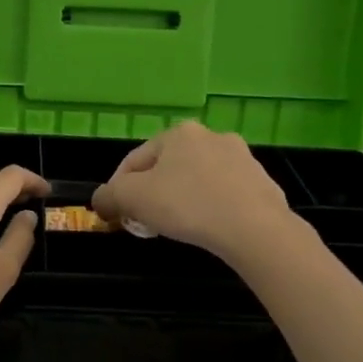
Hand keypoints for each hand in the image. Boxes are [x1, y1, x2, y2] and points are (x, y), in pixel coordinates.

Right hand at [91, 121, 295, 260]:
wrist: (255, 228)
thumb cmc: (187, 205)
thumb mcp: (132, 199)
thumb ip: (109, 196)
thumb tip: (101, 200)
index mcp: (178, 133)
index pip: (134, 160)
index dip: (118, 189)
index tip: (116, 214)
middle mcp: (211, 136)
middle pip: (167, 168)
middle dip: (152, 193)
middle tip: (145, 221)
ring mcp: (242, 158)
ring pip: (197, 179)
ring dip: (182, 198)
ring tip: (177, 226)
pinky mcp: (262, 182)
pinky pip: (224, 194)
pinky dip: (211, 207)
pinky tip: (208, 227)